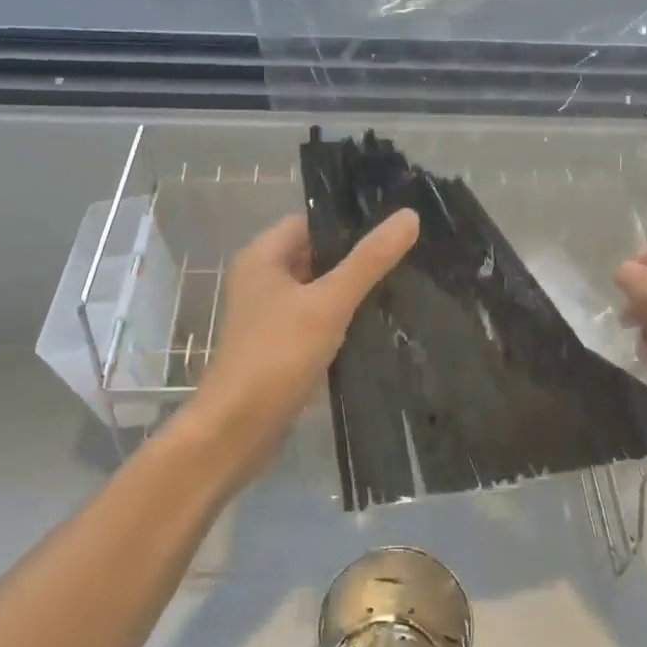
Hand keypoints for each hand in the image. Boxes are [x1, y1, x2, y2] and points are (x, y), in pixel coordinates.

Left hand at [188, 209, 419, 488]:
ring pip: (318, 290)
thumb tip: (409, 216)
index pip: (311, 222)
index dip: (349, 221)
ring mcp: (269, 316)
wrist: (237, 430)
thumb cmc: (277, 355)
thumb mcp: (328, 303)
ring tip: (402, 283)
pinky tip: (378, 323)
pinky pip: (316, 321)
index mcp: (262, 257)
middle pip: (316, 255)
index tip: (393, 223)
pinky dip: (342, 319)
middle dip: (356, 257)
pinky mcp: (280, 347)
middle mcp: (261, 280)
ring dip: (351, 290)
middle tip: (408, 253)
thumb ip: (369, 260)